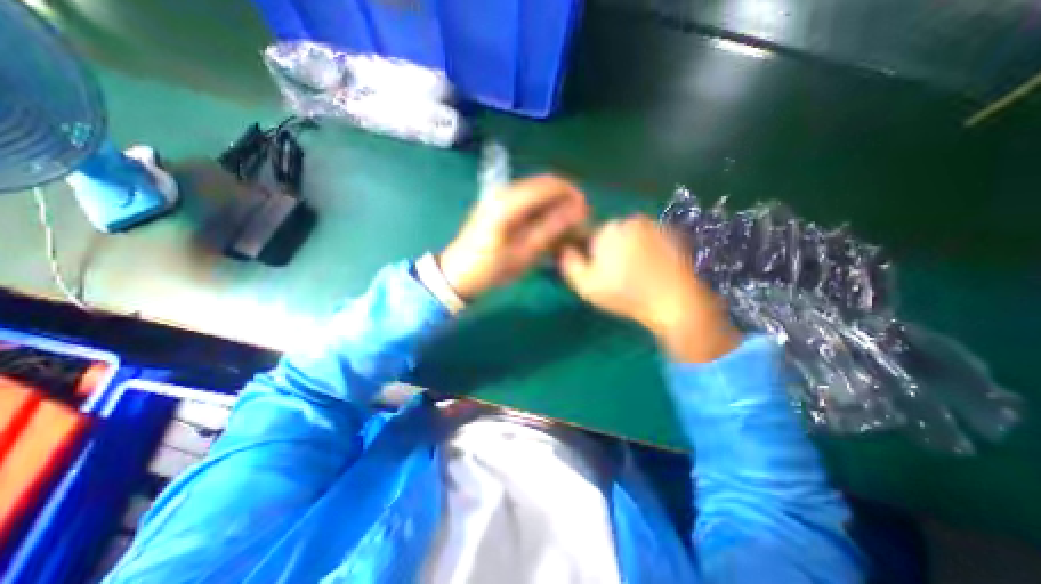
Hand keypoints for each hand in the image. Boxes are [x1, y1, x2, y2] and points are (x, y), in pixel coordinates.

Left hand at [435, 174, 584, 299]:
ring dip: (554, 205)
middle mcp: (503, 191)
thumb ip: (551, 228)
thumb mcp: (523, 253)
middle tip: (577, 223)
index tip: (586, 214)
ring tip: (565, 227)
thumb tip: (578, 209)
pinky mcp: (497, 204)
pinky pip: (527, 199)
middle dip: (565, 199)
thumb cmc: (489, 268)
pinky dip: (541, 209)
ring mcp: (498, 196)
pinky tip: (547, 226)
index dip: (572, 195)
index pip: (549, 185)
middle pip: (544, 184)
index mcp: (508, 202)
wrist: (457, 274)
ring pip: (537, 191)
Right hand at [556, 215, 744, 359]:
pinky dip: (647, 250)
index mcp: (608, 229)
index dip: (589, 256)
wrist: (675, 301)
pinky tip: (652, 270)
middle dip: (609, 252)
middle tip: (618, 276)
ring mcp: (655, 224)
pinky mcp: (672, 234)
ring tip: (637, 275)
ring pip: (630, 236)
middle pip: (609, 235)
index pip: (588, 237)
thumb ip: (568, 263)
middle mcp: (631, 219)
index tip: (599, 273)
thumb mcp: (586, 285)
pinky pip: (649, 239)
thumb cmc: (626, 294)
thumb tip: (563, 248)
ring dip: (629, 250)